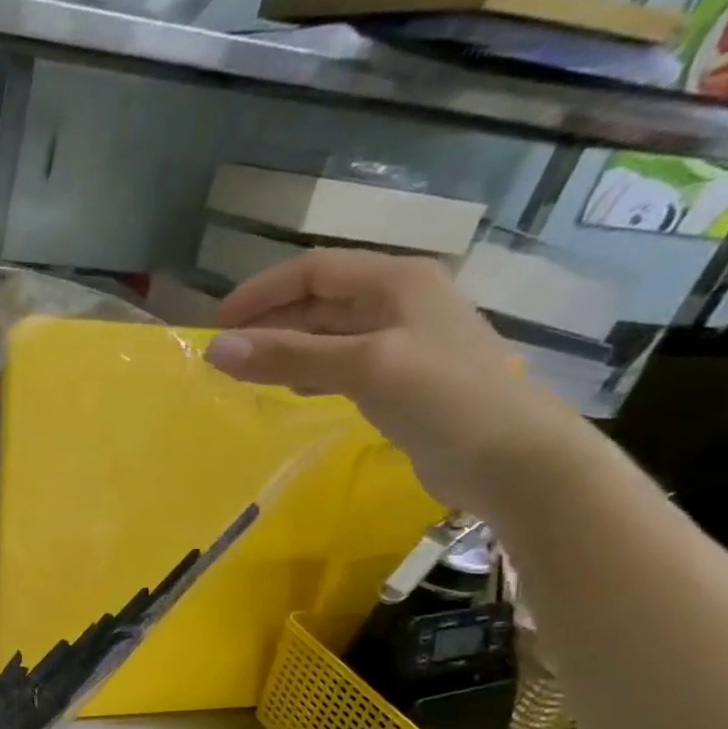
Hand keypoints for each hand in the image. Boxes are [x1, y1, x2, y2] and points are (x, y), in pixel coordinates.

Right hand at [205, 248, 595, 512]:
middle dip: (270, 322)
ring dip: (286, 349)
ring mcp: (403, 342)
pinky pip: (342, 365)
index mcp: (396, 282)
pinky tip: (293, 390)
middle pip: (320, 301)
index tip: (218, 323)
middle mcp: (399, 302)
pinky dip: (310, 372)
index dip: (262, 292)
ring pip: (328, 335)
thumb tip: (215, 350)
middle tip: (226, 354)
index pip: (314, 270)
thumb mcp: (362, 367)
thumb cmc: (443, 398)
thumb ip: (288, 356)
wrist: (512, 458)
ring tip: (248, 373)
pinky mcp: (402, 380)